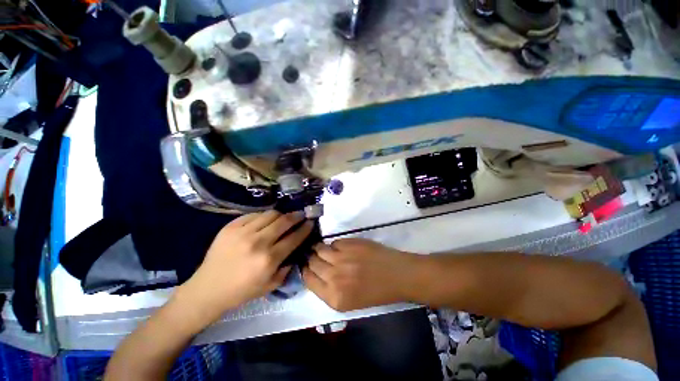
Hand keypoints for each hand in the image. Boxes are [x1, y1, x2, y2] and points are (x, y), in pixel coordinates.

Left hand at [176, 211, 313, 325]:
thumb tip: (296, 249)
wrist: (208, 289)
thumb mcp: (271, 285)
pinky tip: (265, 221)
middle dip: (296, 216)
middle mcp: (258, 242)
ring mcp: (243, 232)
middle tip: (301, 215)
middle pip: (284, 221)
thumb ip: (287, 266)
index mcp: (269, 259)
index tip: (311, 222)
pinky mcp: (231, 226)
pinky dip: (264, 216)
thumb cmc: (242, 291)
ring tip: (284, 218)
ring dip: (281, 215)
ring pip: (270, 214)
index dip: (305, 228)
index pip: (294, 237)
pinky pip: (254, 214)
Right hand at [302, 238, 417, 310]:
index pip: (307, 279)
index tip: (306, 266)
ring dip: (319, 249)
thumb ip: (328, 289)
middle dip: (311, 259)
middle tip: (314, 256)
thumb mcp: (348, 301)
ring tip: (324, 250)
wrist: (396, 275)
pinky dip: (335, 245)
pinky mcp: (349, 244)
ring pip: (319, 249)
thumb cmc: (375, 292)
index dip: (305, 270)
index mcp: (333, 297)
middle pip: (312, 262)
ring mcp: (342, 258)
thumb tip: (314, 272)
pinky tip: (341, 248)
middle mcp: (334, 277)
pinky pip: (334, 242)